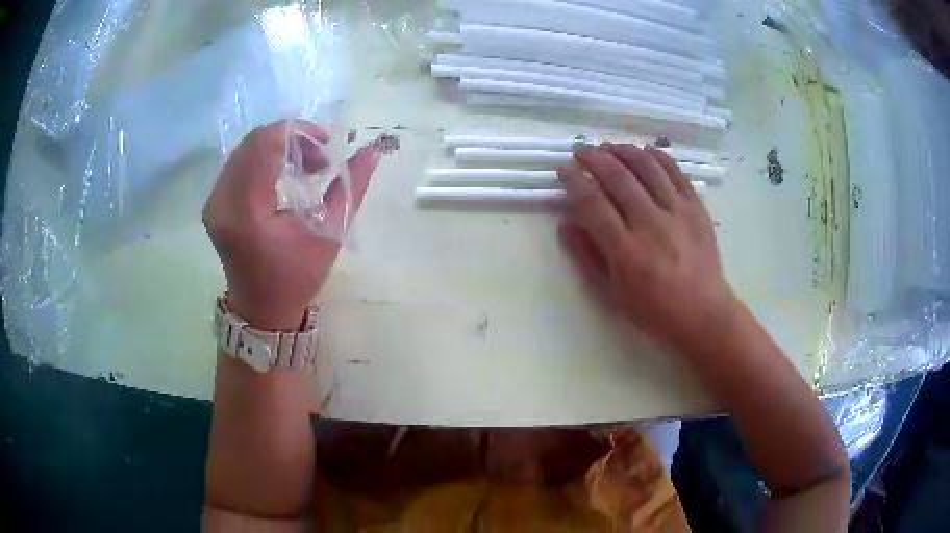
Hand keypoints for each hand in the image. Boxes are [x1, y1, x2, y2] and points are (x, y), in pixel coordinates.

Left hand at [203, 120, 379, 330]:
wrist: (262, 308)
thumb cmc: (297, 277)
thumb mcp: (330, 233)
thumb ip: (351, 187)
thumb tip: (373, 151)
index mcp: (248, 209)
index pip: (267, 143)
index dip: (299, 132)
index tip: (327, 146)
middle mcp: (222, 200)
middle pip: (254, 140)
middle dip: (290, 137)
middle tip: (317, 157)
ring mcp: (213, 201)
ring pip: (245, 148)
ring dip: (277, 147)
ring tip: (302, 167)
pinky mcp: (213, 203)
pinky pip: (238, 163)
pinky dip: (263, 158)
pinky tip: (281, 174)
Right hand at [557, 143, 738, 349]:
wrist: (704, 315)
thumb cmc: (654, 311)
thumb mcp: (612, 295)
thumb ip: (587, 257)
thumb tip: (565, 224)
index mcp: (627, 252)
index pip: (593, 203)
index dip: (574, 181)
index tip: (564, 170)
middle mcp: (652, 225)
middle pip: (618, 177)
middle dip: (594, 158)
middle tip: (581, 151)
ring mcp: (678, 213)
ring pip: (647, 167)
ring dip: (623, 150)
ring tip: (609, 147)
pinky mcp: (697, 208)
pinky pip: (675, 172)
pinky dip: (657, 156)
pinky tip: (644, 152)